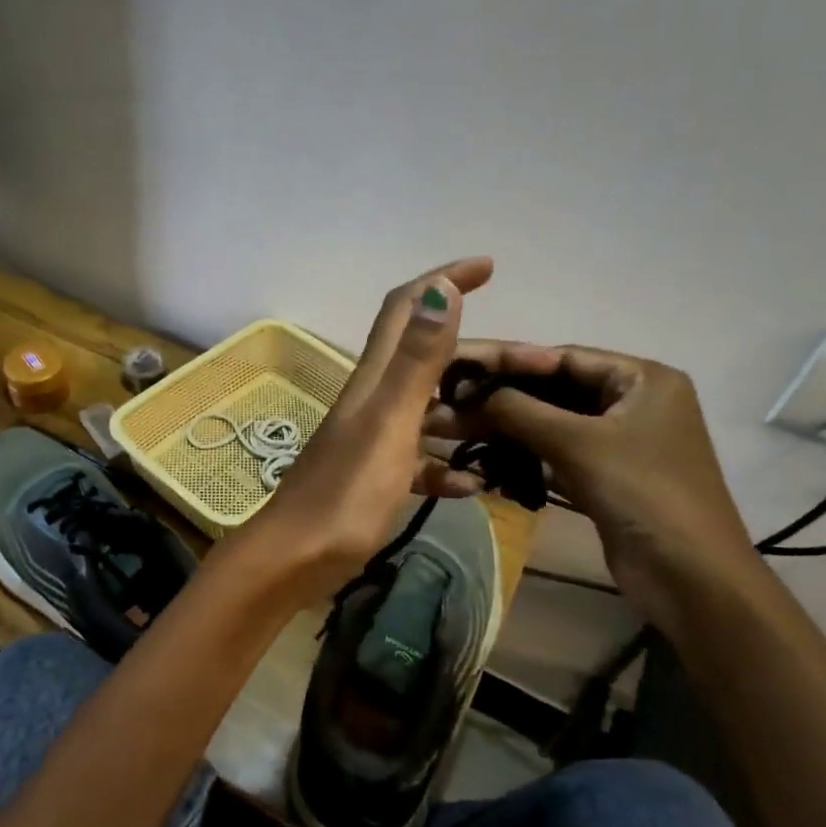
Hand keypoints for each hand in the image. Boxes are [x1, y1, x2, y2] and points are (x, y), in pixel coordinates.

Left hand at [250, 258, 493, 601]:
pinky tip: (475, 486)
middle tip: (530, 367)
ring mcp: (372, 440)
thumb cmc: (345, 494)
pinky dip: (449, 466)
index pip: (407, 308)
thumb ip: (415, 361)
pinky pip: (421, 460)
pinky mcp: (374, 477)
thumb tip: (441, 288)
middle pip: (427, 358)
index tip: (487, 266)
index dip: (443, 279)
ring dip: (469, 412)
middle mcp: (372, 400)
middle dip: (477, 356)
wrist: (295, 560)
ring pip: (429, 410)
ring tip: (514, 426)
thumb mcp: (389, 424)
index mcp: (374, 379)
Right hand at [427, 342, 761, 628]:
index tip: (460, 365)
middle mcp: (634, 402)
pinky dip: (525, 454)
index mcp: (642, 378)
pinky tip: (487, 459)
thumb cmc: (641, 493)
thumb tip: (470, 392)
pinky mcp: (607, 475)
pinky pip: (558, 452)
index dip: (509, 360)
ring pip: (553, 423)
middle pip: (556, 389)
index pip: (564, 357)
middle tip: (452, 401)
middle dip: (503, 397)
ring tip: (458, 428)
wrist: (689, 577)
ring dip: (509, 428)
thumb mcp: (577, 443)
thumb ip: (520, 410)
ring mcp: (621, 441)